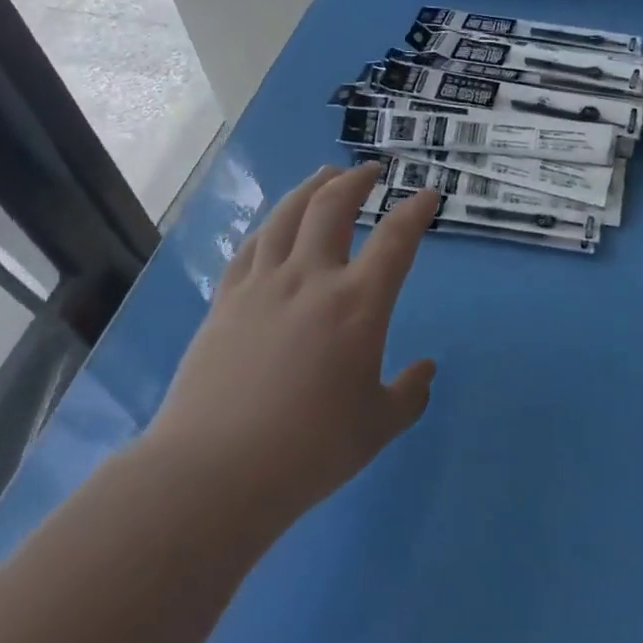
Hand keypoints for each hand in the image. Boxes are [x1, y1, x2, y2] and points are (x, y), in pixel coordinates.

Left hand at [145, 163, 438, 535]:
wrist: (215, 471)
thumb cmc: (309, 451)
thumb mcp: (377, 428)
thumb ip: (408, 394)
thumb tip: (426, 369)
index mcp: (357, 304)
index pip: (395, 239)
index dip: (415, 211)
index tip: (427, 195)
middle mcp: (310, 278)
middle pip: (332, 207)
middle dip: (355, 181)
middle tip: (369, 171)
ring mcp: (262, 285)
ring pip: (287, 215)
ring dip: (310, 188)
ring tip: (323, 176)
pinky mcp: (226, 300)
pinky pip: (251, 247)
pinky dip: (270, 226)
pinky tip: (273, 226)